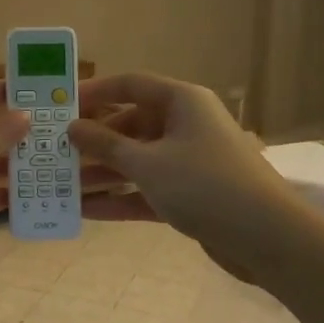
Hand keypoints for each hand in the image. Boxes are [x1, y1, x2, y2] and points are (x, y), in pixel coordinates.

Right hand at [67, 73, 280, 266]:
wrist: (269, 238)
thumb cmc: (205, 185)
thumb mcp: (147, 163)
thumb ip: (105, 144)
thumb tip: (72, 126)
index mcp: (182, 101)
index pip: (130, 85)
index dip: (94, 92)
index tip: (60, 106)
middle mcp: (186, 124)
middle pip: (130, 124)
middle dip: (93, 141)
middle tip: (55, 153)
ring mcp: (188, 161)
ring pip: (137, 160)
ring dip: (102, 173)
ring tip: (61, 185)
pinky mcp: (190, 194)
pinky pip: (147, 188)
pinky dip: (120, 197)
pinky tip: (85, 210)